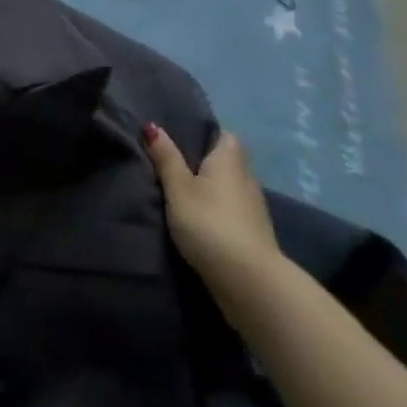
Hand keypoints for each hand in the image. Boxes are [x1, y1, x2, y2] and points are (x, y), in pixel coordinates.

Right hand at [142, 124, 282, 317]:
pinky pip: (233, 211)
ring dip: (212, 190)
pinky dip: (218, 211)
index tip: (181, 139)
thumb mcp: (178, 187)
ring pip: (230, 188)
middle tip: (173, 164)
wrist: (248, 281)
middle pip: (227, 162)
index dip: (206, 134)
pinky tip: (200, 220)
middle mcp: (247, 179)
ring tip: (182, 193)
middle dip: (206, 163)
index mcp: (230, 160)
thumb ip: (166, 158)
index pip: (225, 136)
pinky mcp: (254, 235)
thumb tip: (152, 125)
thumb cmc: (209, 222)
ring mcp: (254, 209)